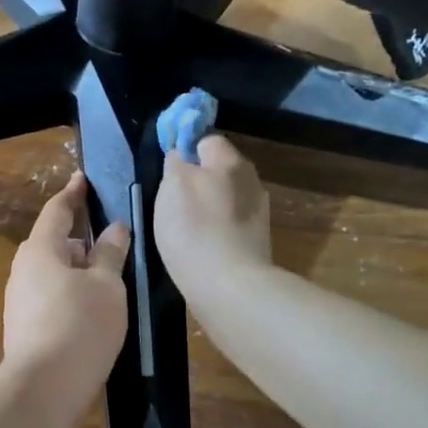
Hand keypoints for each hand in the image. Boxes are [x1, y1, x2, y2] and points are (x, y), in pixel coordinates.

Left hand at [1, 172, 131, 408]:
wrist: (43, 388)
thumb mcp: (106, 286)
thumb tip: (114, 229)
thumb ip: (110, 254)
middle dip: (79, 237)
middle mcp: (23, 269)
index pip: (57, 211)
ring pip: (52, 271)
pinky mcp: (23, 326)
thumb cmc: (79, 326)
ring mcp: (19, 300)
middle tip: (108, 237)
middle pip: (53, 242)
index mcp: (40, 249)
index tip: (82, 180)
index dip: (73, 194)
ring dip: (76, 268)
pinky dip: (69, 291)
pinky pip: (49, 295)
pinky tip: (90, 307)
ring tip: (105, 275)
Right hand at [154, 134, 271, 301]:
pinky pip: (230, 224)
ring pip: (225, 198)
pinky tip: (202, 247)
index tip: (169, 171)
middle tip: (173, 201)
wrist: (230, 287)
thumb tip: (180, 154)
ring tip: (186, 229)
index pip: (207, 140)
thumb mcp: (172, 187)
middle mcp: (251, 180)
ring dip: (208, 207)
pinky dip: (216, 230)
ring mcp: (258, 213)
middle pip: (219, 170)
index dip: (186, 150)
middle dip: (199, 180)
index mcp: (230, 161)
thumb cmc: (195, 230)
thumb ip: (176, 163)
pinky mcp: (257, 241)